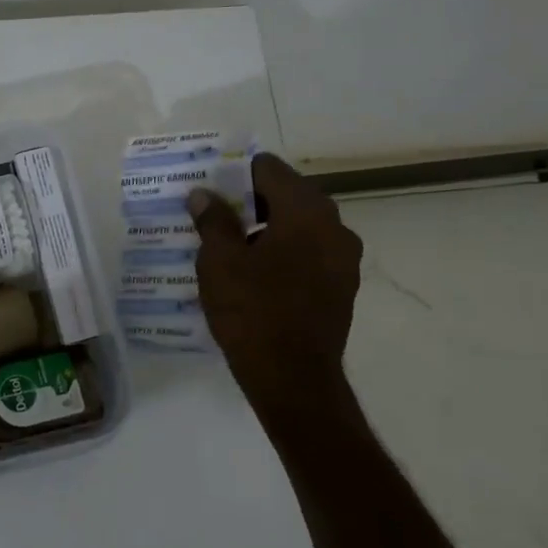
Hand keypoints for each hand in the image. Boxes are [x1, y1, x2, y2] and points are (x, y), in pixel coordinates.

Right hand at [188, 153, 363, 421]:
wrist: (293, 378)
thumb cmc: (252, 311)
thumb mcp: (219, 261)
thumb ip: (213, 220)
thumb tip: (204, 194)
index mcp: (306, 210)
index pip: (267, 168)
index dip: (234, 173)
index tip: (208, 188)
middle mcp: (334, 226)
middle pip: (286, 195)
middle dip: (248, 201)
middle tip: (212, 215)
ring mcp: (344, 258)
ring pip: (298, 226)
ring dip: (265, 228)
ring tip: (228, 246)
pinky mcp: (342, 287)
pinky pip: (307, 253)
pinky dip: (282, 253)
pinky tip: (253, 273)